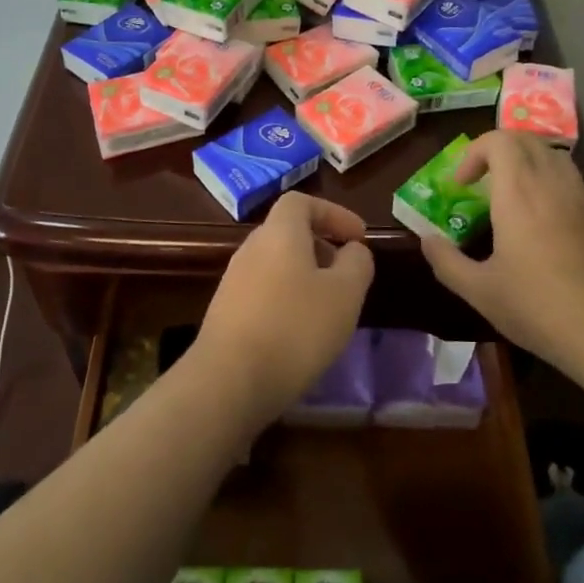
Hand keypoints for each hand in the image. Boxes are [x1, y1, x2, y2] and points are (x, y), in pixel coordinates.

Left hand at [193, 193, 373, 422]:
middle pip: (288, 232)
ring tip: (328, 307)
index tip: (358, 237)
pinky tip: (300, 332)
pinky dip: (286, 299)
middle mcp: (251, 248)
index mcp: (280, 233)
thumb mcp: (345, 294)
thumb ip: (357, 263)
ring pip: (276, 264)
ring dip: (304, 275)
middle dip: (321, 246)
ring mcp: (233, 280)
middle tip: (346, 273)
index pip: (302, 202)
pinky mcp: (225, 312)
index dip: (333, 213)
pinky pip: (263, 291)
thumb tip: (353, 250)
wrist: (229, 380)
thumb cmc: (295, 328)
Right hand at [421, 132, 583, 363]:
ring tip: (509, 191)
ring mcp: (579, 199)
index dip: (474, 152)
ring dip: (525, 160)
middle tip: (480, 180)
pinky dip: (547, 180)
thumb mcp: (479, 291)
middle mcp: (551, 185)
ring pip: (552, 154)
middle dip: (497, 149)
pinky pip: (569, 179)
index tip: (461, 184)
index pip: (499, 141)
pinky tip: (539, 218)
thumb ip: (447, 261)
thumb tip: (427, 240)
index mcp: (519, 194)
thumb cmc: (536, 307)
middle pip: (526, 139)